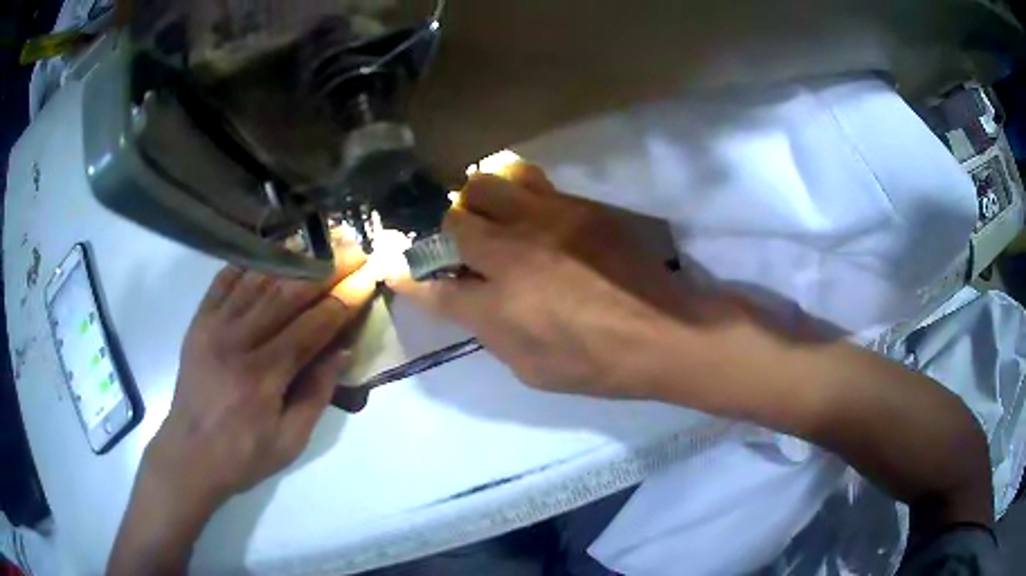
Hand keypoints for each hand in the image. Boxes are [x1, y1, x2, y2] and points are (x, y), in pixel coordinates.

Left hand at [150, 248, 375, 509]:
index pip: (311, 327)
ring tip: (319, 242)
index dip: (344, 300)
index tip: (368, 277)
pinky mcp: (198, 321)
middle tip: (354, 249)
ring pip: (257, 280)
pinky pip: (224, 281)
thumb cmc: (243, 455)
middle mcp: (238, 342)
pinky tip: (270, 250)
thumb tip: (343, 350)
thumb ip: (317, 394)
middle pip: (286, 294)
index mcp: (263, 376)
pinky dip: (249, 262)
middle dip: (325, 268)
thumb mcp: (290, 441)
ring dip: (292, 258)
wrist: (189, 455)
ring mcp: (214, 327)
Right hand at [391, 164, 695, 397]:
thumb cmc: (595, 364)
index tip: (393, 266)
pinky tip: (527, 209)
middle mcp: (511, 255)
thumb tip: (469, 302)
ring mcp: (544, 221)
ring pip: (484, 185)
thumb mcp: (531, 369)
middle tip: (457, 244)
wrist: (662, 331)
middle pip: (452, 222)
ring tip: (490, 218)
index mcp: (497, 307)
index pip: (433, 287)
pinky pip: (529, 180)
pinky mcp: (575, 205)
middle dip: (443, 233)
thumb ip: (490, 331)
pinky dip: (514, 190)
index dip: (408, 277)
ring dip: (476, 202)